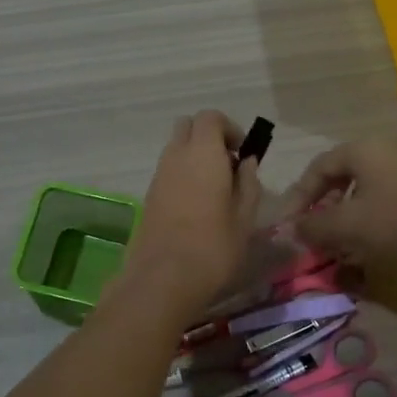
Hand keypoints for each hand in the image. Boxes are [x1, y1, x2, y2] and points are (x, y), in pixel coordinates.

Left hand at [121, 111, 263, 313]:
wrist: (162, 278)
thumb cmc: (213, 247)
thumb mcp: (245, 217)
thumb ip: (248, 183)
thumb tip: (246, 162)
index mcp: (202, 153)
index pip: (210, 117)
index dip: (229, 128)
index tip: (242, 152)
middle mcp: (176, 155)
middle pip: (188, 126)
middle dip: (209, 137)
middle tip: (228, 166)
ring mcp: (158, 175)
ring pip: (176, 149)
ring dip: (195, 157)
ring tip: (215, 190)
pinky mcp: (148, 195)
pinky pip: (168, 170)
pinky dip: (182, 175)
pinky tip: (196, 207)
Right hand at [276, 138, 396, 267]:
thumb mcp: (349, 225)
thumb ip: (314, 226)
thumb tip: (292, 228)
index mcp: (360, 150)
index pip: (317, 168)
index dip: (298, 196)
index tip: (289, 223)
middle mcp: (382, 148)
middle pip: (340, 175)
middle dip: (322, 205)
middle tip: (313, 229)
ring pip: (362, 186)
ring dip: (345, 212)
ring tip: (339, 238)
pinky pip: (384, 193)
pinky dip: (368, 213)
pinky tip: (370, 237)